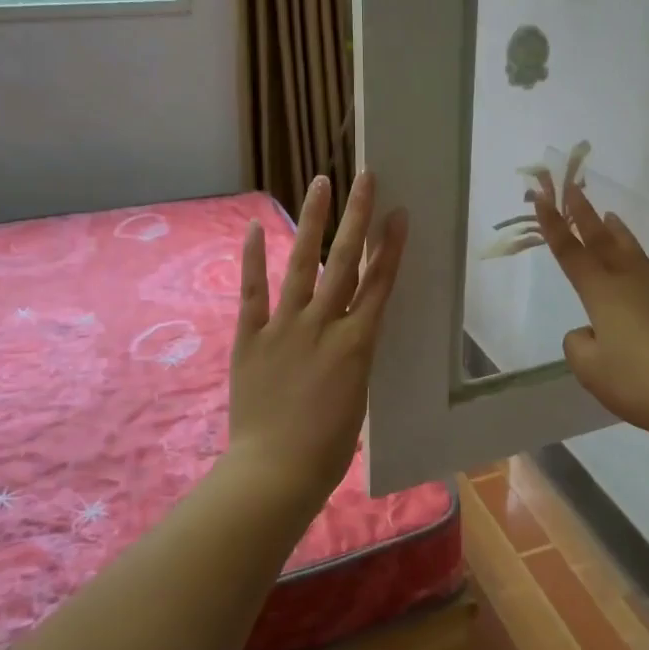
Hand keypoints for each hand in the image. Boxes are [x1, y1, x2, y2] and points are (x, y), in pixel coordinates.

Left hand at [228, 171, 408, 506]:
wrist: (276, 471)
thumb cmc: (327, 448)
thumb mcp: (357, 397)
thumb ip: (353, 358)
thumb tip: (349, 335)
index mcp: (358, 344)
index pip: (379, 285)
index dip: (390, 248)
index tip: (398, 214)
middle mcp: (324, 325)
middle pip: (345, 262)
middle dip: (357, 218)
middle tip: (365, 178)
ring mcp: (285, 328)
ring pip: (303, 265)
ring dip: (312, 222)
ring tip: (320, 184)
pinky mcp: (250, 338)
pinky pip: (252, 292)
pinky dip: (253, 259)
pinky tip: (256, 227)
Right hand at [532, 177, 648, 446]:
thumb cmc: (637, 381)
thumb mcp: (590, 369)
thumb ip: (579, 344)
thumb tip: (591, 331)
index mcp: (603, 294)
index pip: (571, 253)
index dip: (554, 225)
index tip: (542, 197)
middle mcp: (631, 283)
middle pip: (603, 241)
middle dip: (585, 214)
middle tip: (574, 188)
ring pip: (632, 252)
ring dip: (616, 233)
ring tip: (610, 217)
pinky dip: (637, 262)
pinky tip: (638, 277)